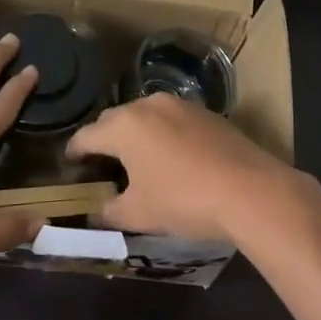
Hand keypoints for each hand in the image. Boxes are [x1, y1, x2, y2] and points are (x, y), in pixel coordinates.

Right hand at [66, 93, 298, 241]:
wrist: (251, 191)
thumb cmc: (183, 200)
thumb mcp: (138, 214)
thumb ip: (108, 211)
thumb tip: (95, 213)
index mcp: (124, 126)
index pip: (86, 135)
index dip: (74, 151)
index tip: (70, 164)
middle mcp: (149, 105)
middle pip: (115, 120)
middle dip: (104, 139)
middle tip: (101, 164)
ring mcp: (181, 105)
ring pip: (146, 116)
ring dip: (136, 134)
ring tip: (137, 159)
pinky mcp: (207, 113)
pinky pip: (172, 120)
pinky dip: (163, 135)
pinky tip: (171, 157)